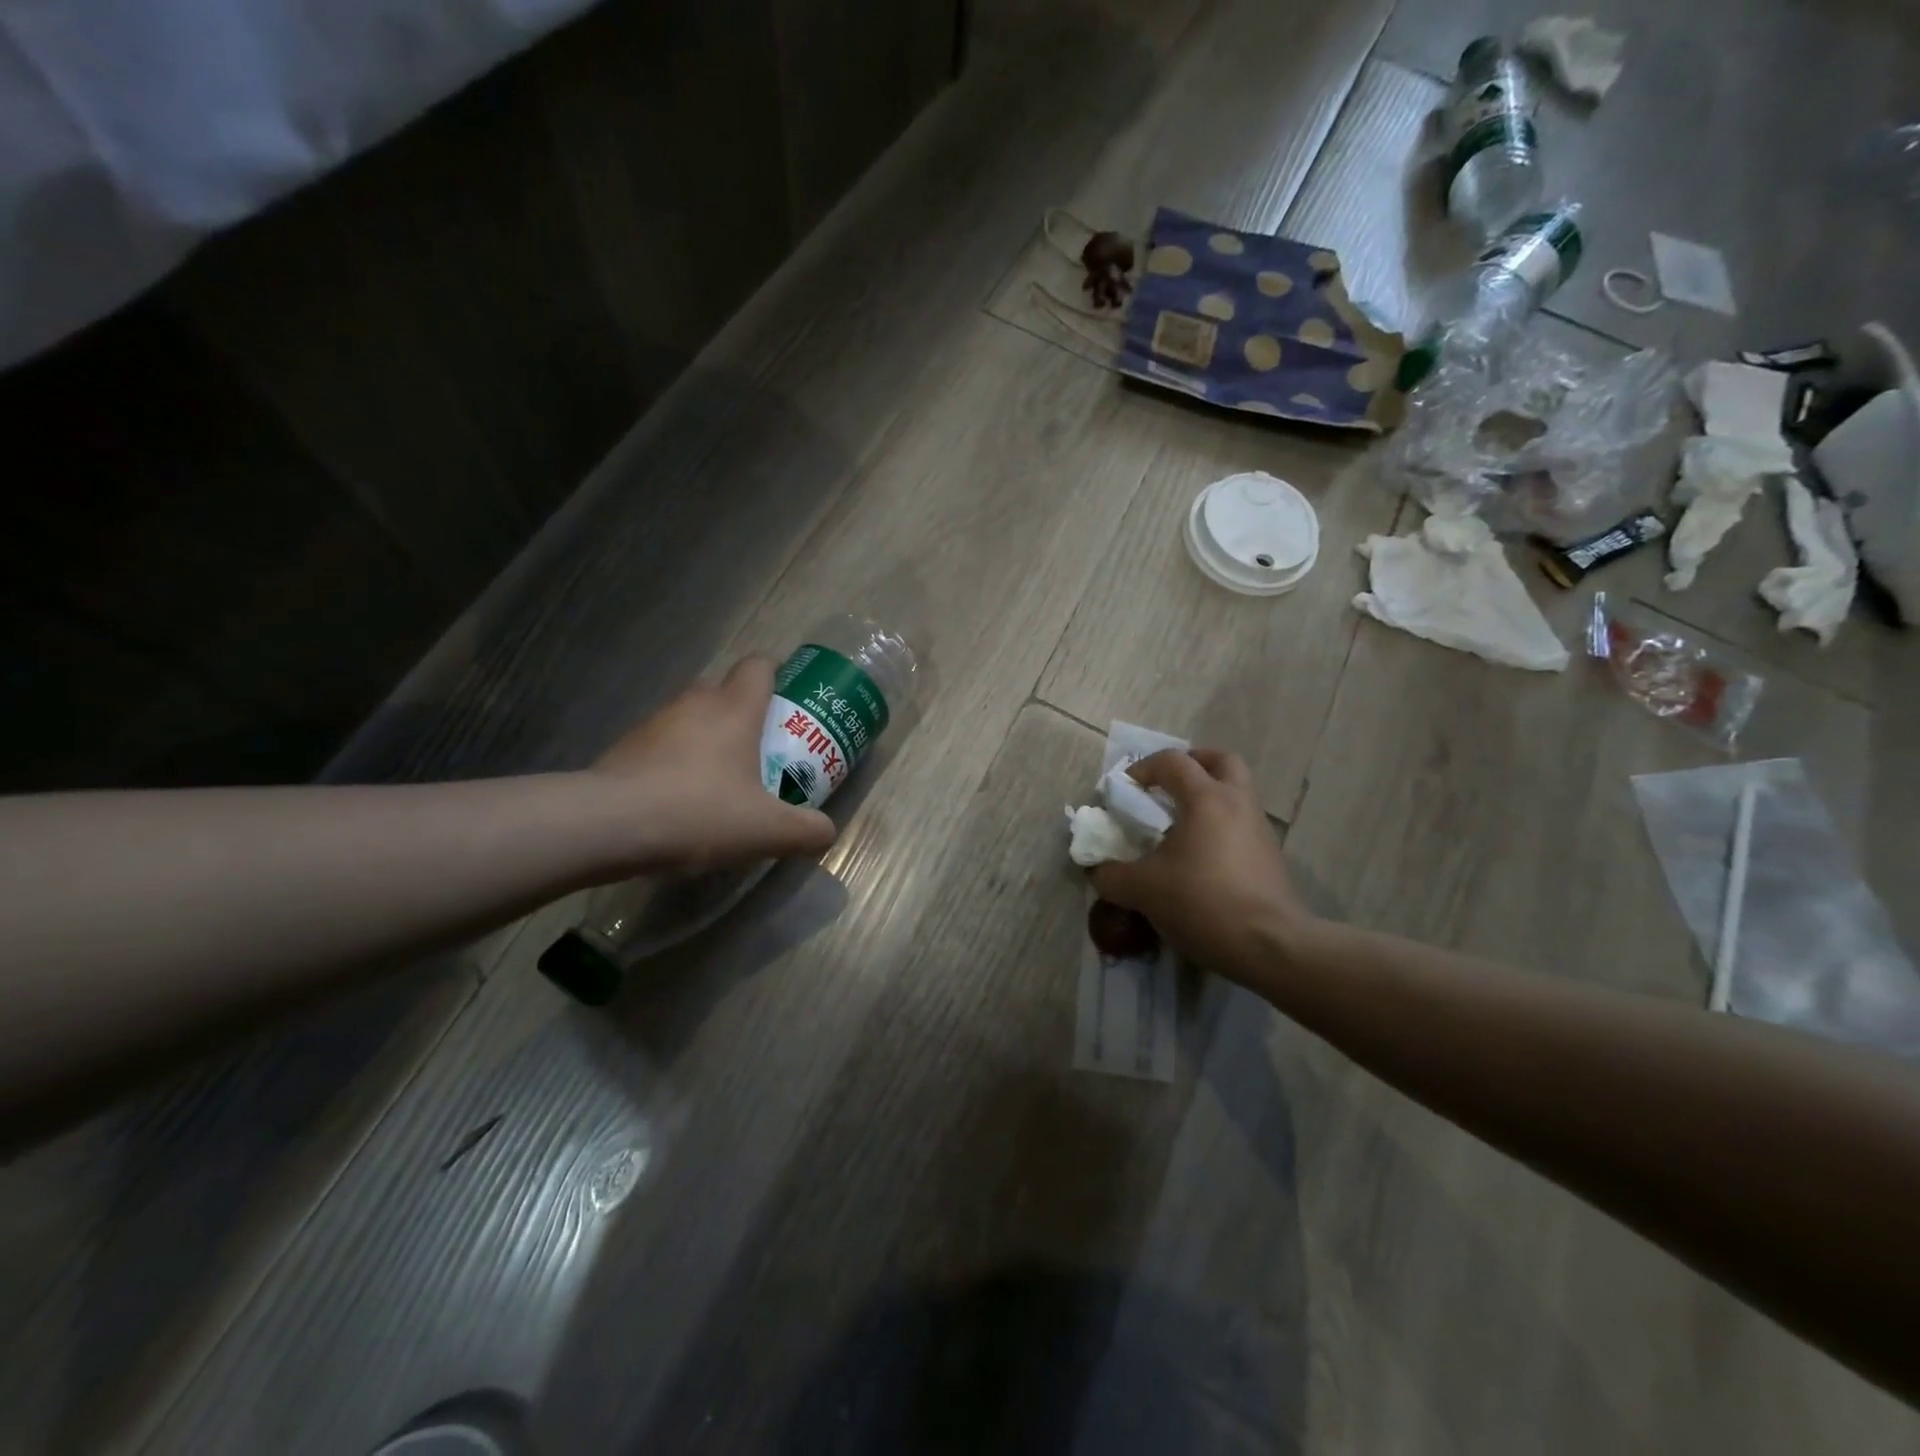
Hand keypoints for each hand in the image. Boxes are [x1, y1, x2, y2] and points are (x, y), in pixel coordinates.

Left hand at [591, 656, 835, 871]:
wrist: (607, 826)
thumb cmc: (700, 812)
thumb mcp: (767, 830)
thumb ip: (806, 830)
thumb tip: (827, 832)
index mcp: (734, 708)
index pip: (760, 665)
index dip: (779, 674)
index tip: (790, 700)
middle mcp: (695, 703)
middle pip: (728, 692)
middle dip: (749, 716)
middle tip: (766, 751)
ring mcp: (655, 723)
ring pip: (694, 719)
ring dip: (711, 740)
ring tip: (725, 781)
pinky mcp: (627, 747)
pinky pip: (665, 745)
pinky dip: (679, 762)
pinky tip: (684, 800)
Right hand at [1091, 749, 1307, 983]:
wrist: (1270, 947)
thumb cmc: (1202, 902)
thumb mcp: (1142, 890)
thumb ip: (1111, 875)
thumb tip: (1098, 870)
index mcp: (1206, 798)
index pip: (1173, 761)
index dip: (1143, 769)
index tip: (1124, 791)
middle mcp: (1238, 802)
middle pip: (1222, 761)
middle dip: (1193, 765)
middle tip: (1168, 785)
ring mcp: (1260, 829)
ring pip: (1238, 793)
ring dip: (1211, 797)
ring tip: (1182, 825)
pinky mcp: (1271, 857)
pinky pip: (1243, 825)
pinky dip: (1221, 827)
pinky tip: (1202, 859)